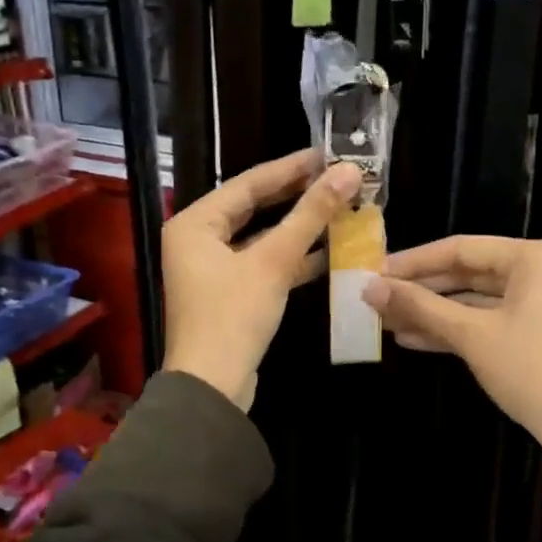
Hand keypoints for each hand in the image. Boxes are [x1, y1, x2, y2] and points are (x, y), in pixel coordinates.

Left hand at [163, 149, 362, 408]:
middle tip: (336, 176)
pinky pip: (263, 262)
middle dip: (297, 195)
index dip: (291, 167)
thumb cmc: (233, 317)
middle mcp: (198, 239)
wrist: (212, 388)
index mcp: (195, 222)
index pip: (248, 183)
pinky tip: (329, 250)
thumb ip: (310, 215)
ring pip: (261, 236)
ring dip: (299, 226)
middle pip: (254, 207)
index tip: (327, 153)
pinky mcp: (230, 292)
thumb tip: (347, 172)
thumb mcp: (273, 262)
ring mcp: (212, 267)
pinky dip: (292, 257)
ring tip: (340, 207)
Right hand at [362, 237, 541, 477]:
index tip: (375, 271)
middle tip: (377, 297)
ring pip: (473, 300)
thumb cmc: (530, 369)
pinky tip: (412, 339)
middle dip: (421, 289)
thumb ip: (420, 306)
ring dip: (432, 312)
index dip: (414, 261)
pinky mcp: (532, 332)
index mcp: (529, 257)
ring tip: (387, 319)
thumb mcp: (471, 335)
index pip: (460, 248)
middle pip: (466, 272)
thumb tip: (369, 287)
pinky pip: (485, 321)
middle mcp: (535, 272)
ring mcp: (536, 304)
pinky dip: (453, 329)